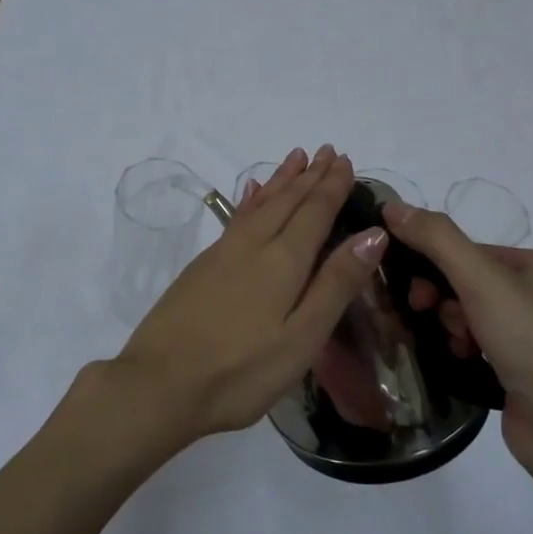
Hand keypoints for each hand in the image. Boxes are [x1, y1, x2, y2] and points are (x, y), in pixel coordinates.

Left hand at [105, 146, 387, 448]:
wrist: (159, 383)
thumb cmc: (240, 371)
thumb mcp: (302, 338)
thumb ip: (336, 284)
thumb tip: (373, 234)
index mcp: (283, 261)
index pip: (314, 212)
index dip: (332, 186)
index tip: (346, 160)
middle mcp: (252, 245)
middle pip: (286, 201)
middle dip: (310, 175)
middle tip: (327, 150)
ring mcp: (222, 253)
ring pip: (259, 204)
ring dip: (281, 180)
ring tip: (295, 157)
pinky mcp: (201, 266)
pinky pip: (236, 217)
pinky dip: (250, 199)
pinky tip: (250, 193)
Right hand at [382, 202, 532, 471]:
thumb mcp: (481, 279)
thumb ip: (435, 238)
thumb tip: (391, 205)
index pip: (471, 250)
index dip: (435, 263)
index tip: (412, 287)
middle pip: (469, 283)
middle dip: (443, 298)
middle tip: (425, 313)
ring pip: (472, 317)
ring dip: (452, 326)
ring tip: (456, 346)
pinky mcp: (525, 376)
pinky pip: (480, 348)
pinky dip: (464, 351)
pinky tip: (461, 362)